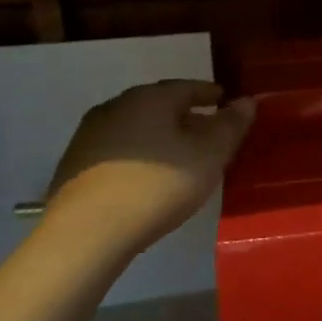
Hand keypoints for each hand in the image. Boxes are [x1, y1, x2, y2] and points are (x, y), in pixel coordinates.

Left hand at [43, 80, 254, 257]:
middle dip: (186, 116)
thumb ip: (231, 125)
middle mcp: (116, 106)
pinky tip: (149, 178)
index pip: (188, 86)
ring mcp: (90, 135)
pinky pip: (119, 151)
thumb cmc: (158, 185)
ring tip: (181, 158)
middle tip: (209, 134)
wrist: (86, 233)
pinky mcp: (75, 165)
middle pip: (160, 106)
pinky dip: (140, 155)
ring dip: (161, 137)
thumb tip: (247, 101)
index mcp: (150, 98)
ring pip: (138, 128)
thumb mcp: (209, 155)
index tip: (227, 104)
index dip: (211, 95)